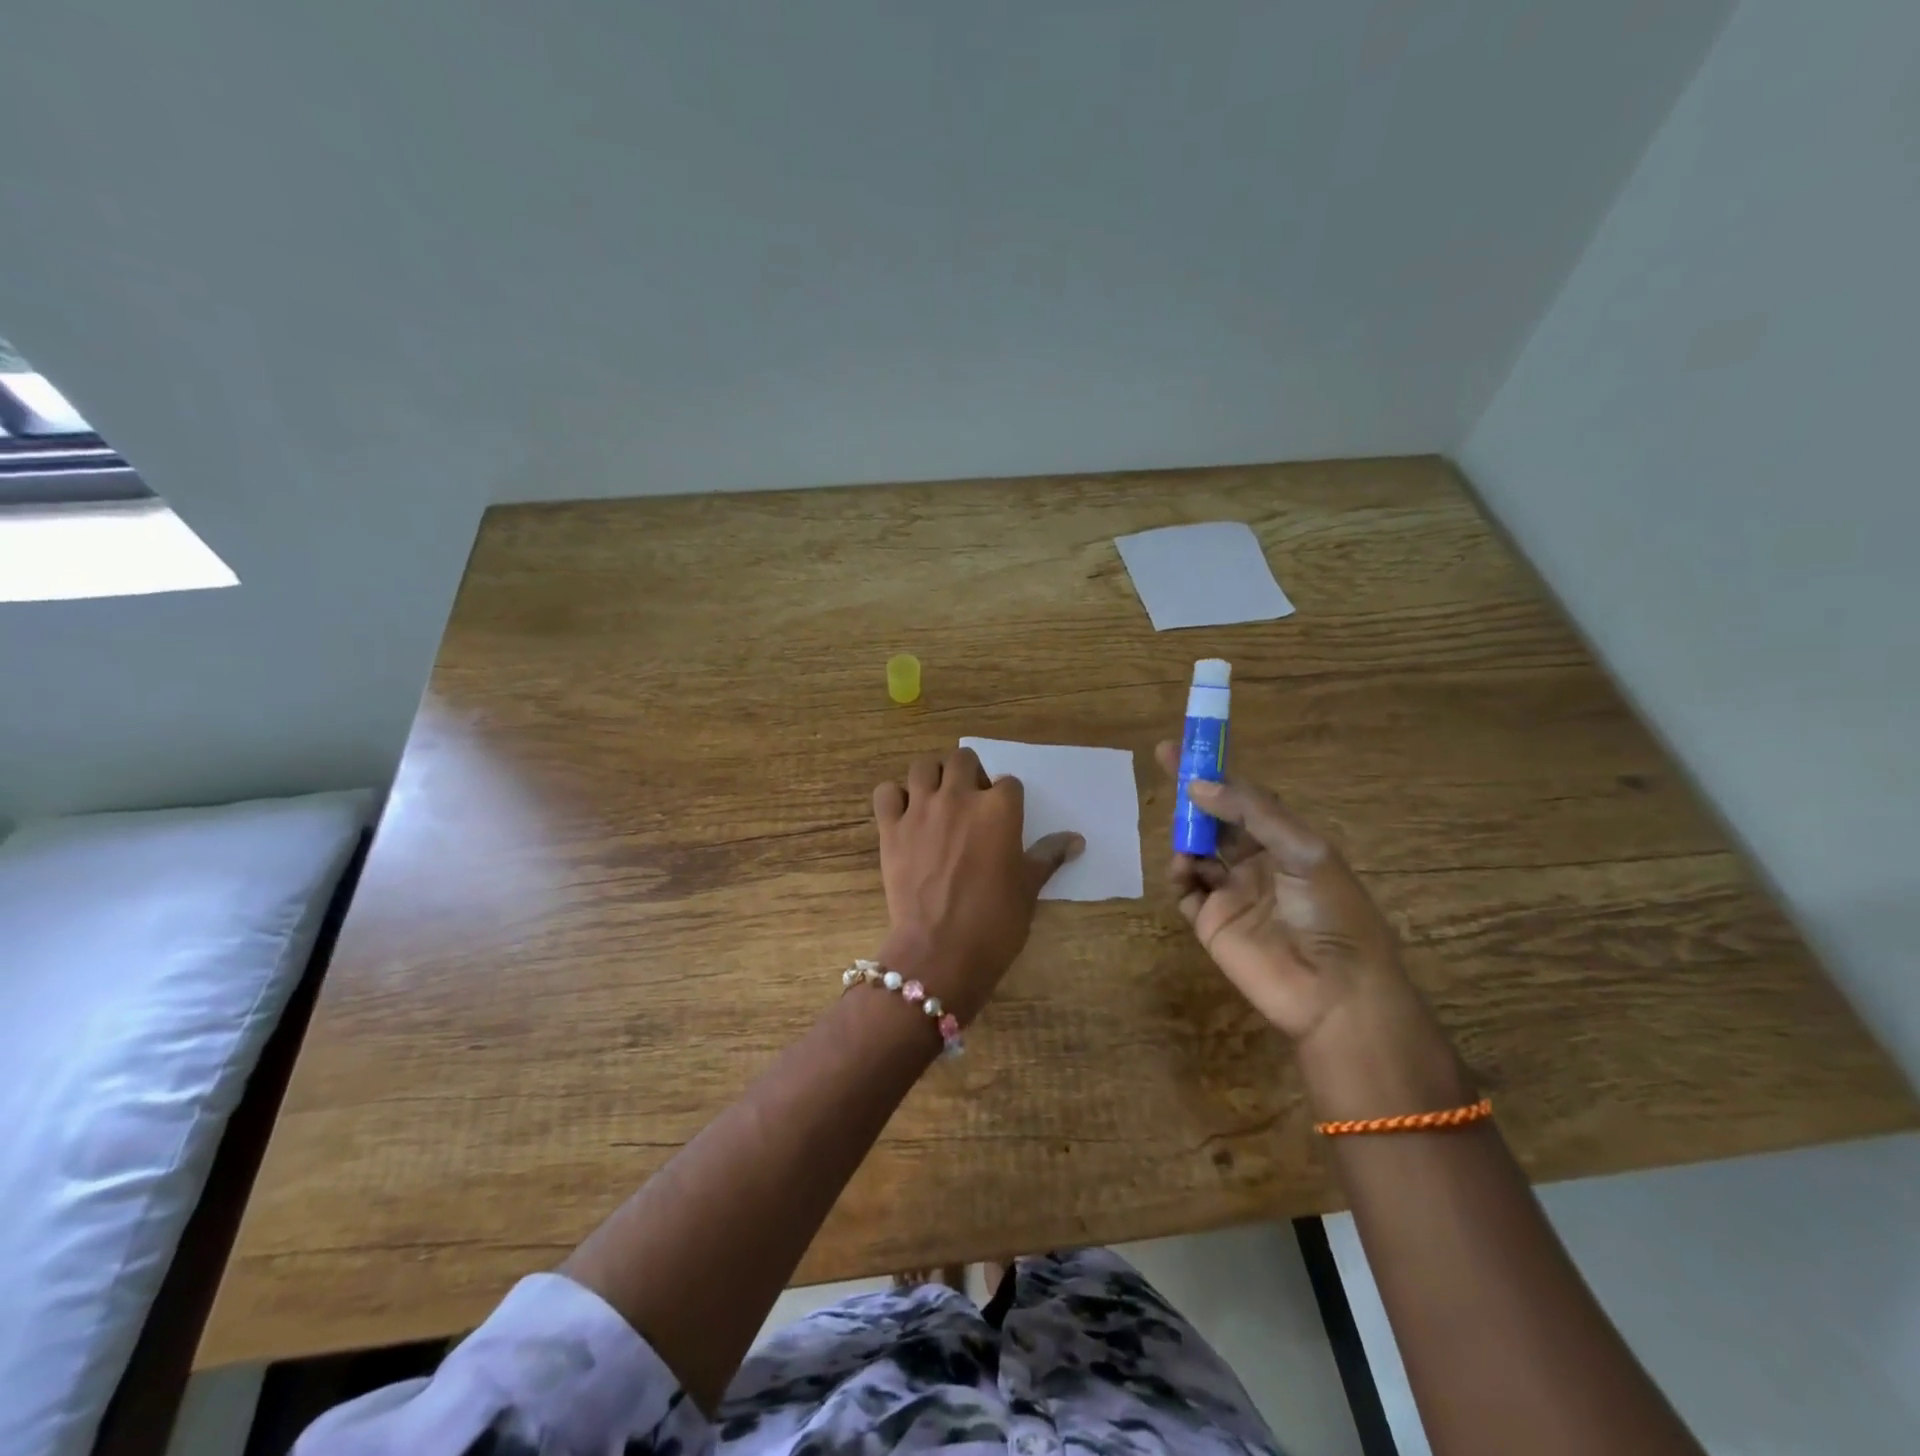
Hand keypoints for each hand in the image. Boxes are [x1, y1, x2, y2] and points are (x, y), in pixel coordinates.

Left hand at [873, 747, 1082, 1023]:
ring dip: (932, 778)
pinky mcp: (890, 828)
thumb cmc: (995, 921)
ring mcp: (920, 809)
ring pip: (923, 767)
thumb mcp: (1028, 887)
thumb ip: (1049, 855)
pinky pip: (886, 793)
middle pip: (963, 759)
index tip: (1004, 820)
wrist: (940, 950)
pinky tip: (904, 815)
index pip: (1008, 783)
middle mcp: (959, 797)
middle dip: (970, 774)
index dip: (1007, 800)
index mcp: (999, 808)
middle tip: (970, 802)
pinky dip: (895, 798)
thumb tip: (1076, 840)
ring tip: (937, 802)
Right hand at [1154, 741, 1427, 1059]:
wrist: (1335, 993)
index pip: (1244, 799)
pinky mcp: (1211, 922)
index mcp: (1285, 843)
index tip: (1186, 747)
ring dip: (1186, 833)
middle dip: (1191, 792)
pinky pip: (1186, 889)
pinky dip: (1178, 872)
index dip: (1217, 772)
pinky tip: (1182, 865)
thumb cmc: (1331, 913)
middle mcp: (1255, 863)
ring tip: (1184, 831)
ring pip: (1196, 850)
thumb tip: (1198, 785)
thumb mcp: (1304, 851)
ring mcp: (1231, 893)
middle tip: (1163, 760)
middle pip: (1215, 819)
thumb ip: (1253, 814)